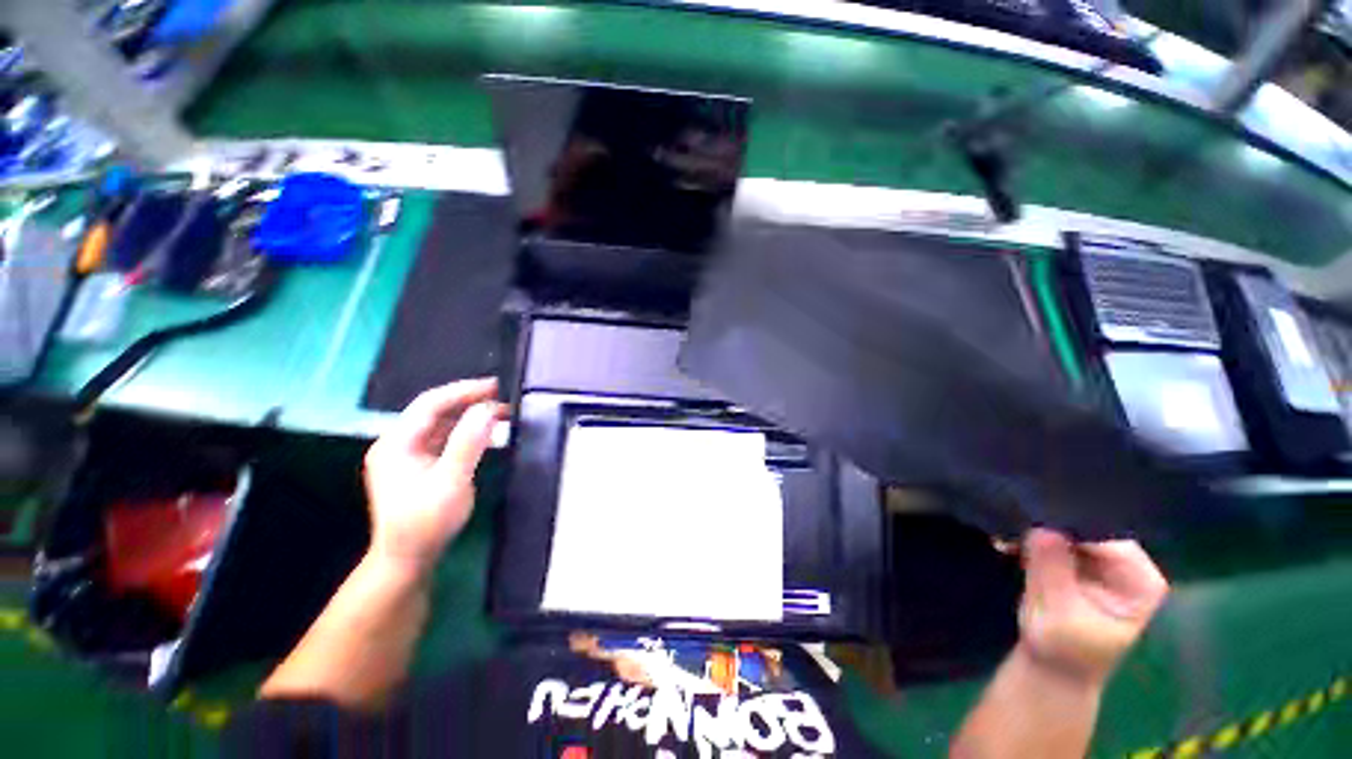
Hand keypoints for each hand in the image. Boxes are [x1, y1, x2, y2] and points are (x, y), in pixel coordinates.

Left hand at [362, 379, 503, 572]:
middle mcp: (398, 444)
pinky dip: (465, 432)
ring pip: (441, 424)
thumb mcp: (450, 481)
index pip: (430, 404)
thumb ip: (468, 442)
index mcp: (397, 443)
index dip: (463, 391)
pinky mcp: (418, 466)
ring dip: (469, 416)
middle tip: (501, 398)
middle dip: (469, 402)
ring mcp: (406, 455)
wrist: (407, 560)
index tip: (495, 385)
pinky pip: (443, 439)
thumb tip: (487, 409)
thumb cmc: (426, 522)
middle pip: (435, 411)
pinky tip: (485, 434)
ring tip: (500, 413)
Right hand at [1017, 528, 1168, 686]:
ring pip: (1067, 530)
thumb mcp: (1057, 615)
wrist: (1052, 670)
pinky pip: (1056, 538)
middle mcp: (1129, 565)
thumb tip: (1042, 527)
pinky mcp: (1081, 561)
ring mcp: (1105, 562)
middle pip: (1086, 528)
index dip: (1067, 526)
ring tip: (1004, 541)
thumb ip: (1052, 570)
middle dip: (1047, 527)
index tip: (1030, 525)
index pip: (1104, 536)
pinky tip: (1007, 545)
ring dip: (1033, 532)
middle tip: (1009, 531)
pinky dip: (1030, 540)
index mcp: (1139, 581)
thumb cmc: (1062, 651)